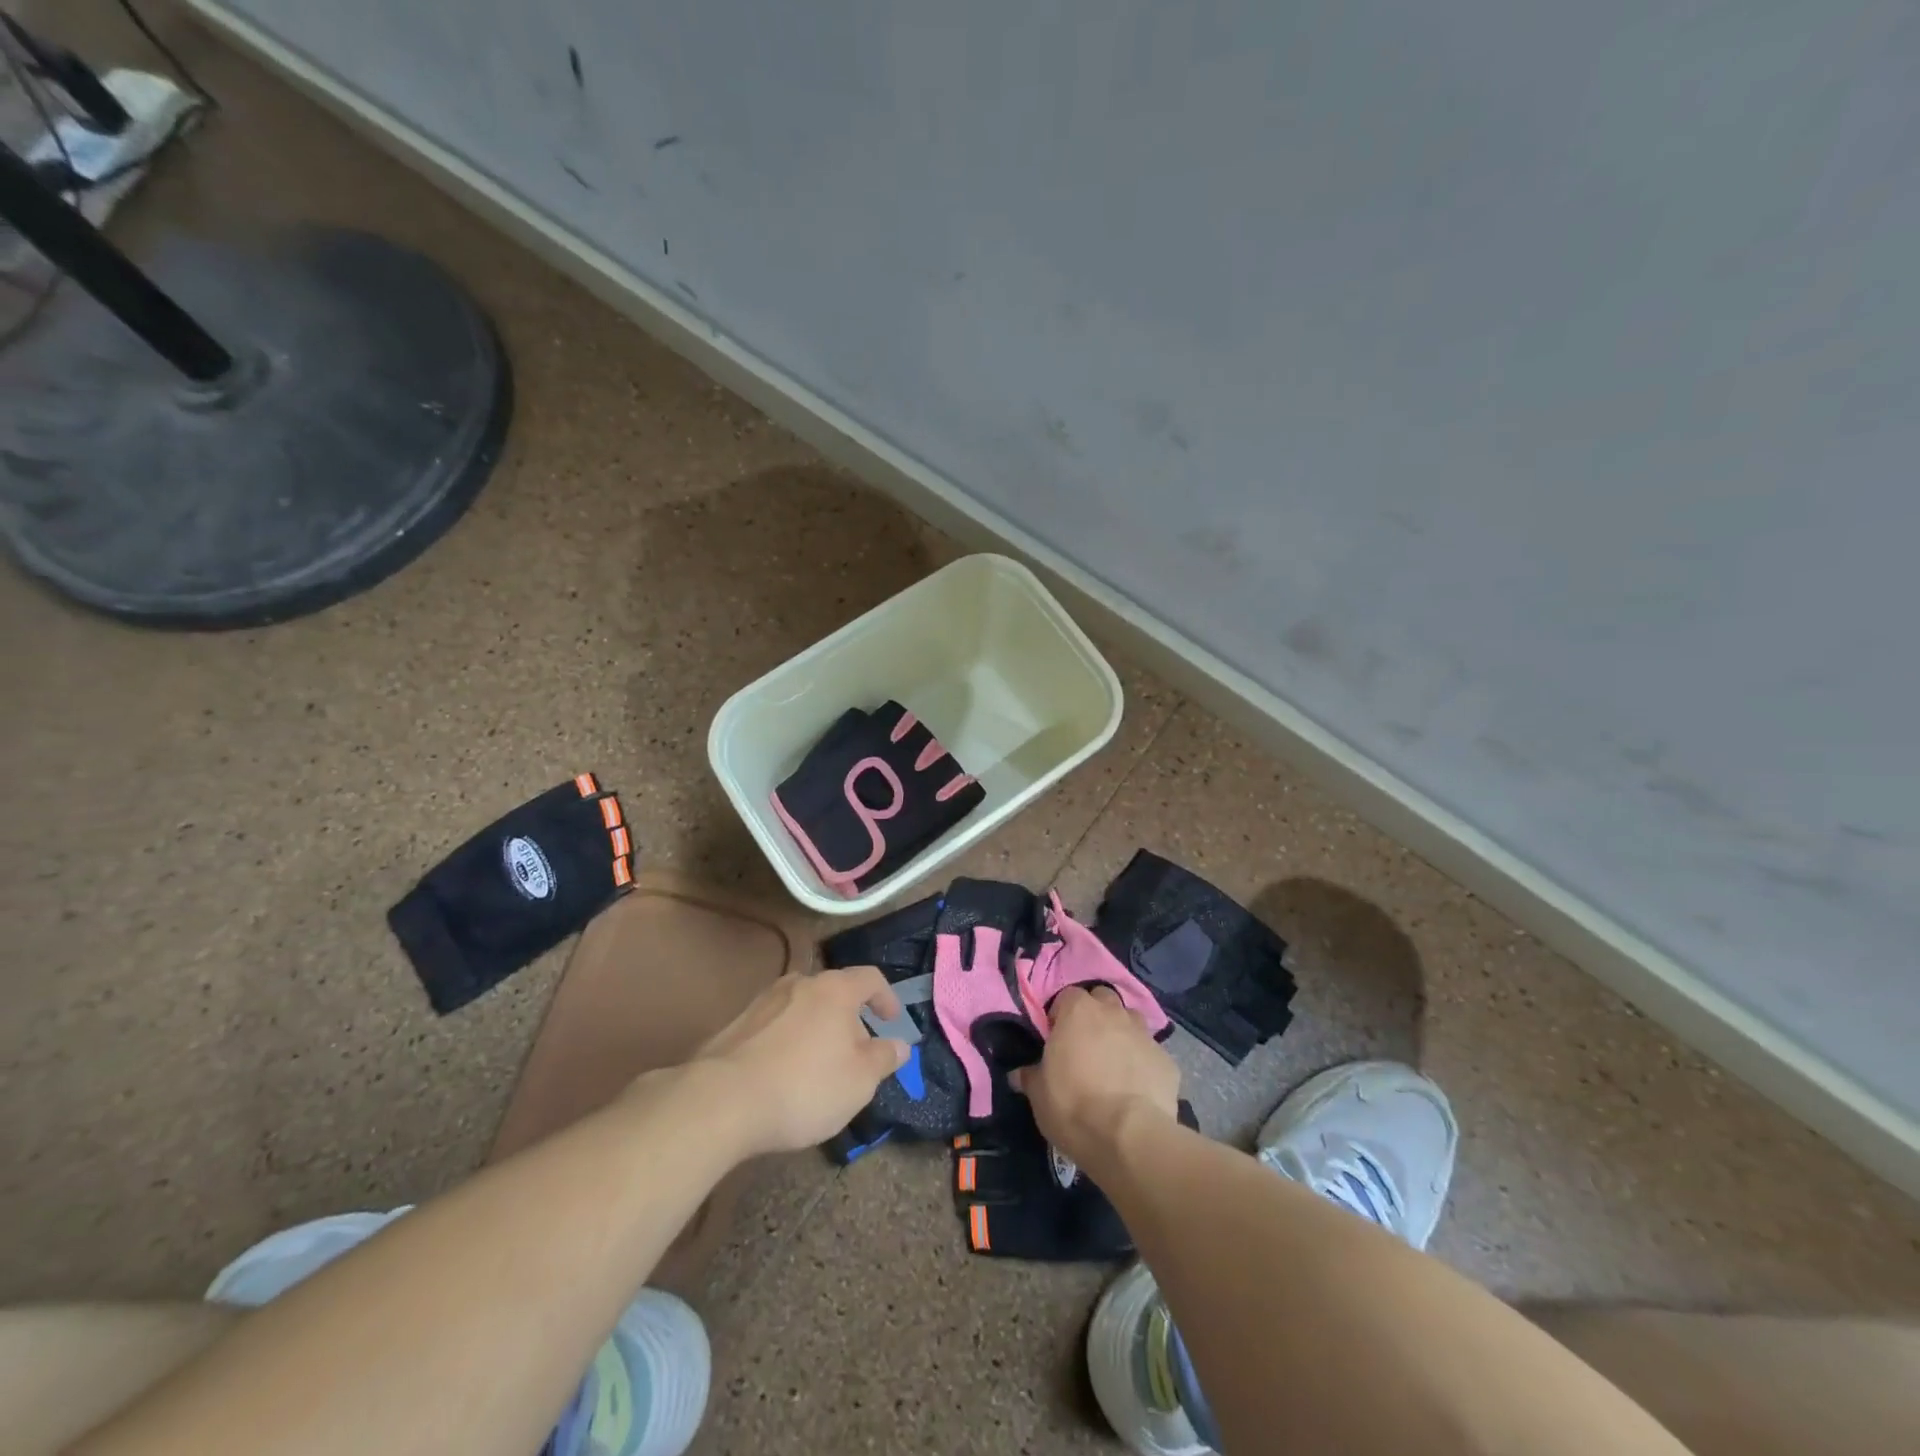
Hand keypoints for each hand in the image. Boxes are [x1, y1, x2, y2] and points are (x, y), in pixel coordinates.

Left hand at [691, 967, 909, 1156]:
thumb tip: (899, 1044)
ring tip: (818, 1067)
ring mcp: (763, 1001)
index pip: (870, 978)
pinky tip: (783, 1076)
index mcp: (834, 990)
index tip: (892, 1022)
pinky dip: (788, 1043)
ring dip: (817, 1030)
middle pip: (834, 992)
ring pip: (803, 1008)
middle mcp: (799, 983)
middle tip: (855, 1054)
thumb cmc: (804, 1087)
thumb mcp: (859, 1081)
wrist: (721, 1101)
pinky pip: (775, 1027)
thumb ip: (884, 1059)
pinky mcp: (736, 1025)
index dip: (887, 997)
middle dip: (849, 1020)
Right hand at [1012, 986, 1178, 1168]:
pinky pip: (1151, 1053)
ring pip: (1131, 1021)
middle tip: (1086, 1044)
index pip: (1067, 996)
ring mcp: (1144, 1034)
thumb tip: (1020, 1073)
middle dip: (1095, 1015)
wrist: (1128, 1136)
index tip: (1056, 1038)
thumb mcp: (1038, 1094)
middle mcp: (1113, 1013)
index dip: (1061, 1015)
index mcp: (1078, 1011)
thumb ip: (1030, 1076)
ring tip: (1113, 1062)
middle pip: (1103, 999)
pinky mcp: (1167, 1060)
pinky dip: (1143, 1063)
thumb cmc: (1073, 1106)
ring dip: (1121, 1033)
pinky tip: (1137, 1088)